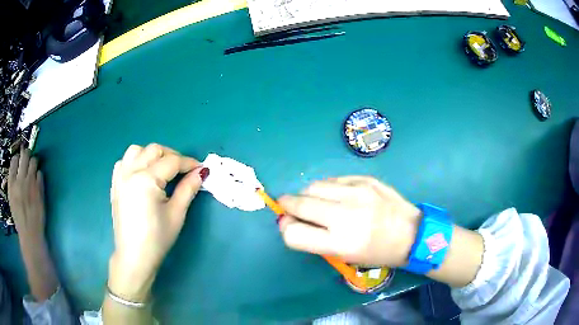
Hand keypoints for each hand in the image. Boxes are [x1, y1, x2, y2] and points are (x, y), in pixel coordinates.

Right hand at [8, 148, 44, 240]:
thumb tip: (15, 167)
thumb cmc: (18, 218)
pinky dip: (38, 174)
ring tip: (32, 168)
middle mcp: (21, 180)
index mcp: (12, 183)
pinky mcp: (39, 189)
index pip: (14, 160)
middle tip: (26, 156)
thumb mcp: (11, 198)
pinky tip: (37, 180)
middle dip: (26, 153)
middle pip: (24, 155)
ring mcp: (31, 184)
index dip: (17, 157)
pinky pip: (40, 173)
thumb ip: (12, 182)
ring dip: (33, 162)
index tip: (18, 159)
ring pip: (34, 161)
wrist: (30, 233)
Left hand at [108, 144, 208, 300]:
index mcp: (146, 180)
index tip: (201, 168)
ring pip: (136, 151)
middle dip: (172, 156)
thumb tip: (201, 172)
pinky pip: (124, 162)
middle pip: (154, 150)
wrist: (134, 256)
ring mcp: (120, 177)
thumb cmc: (157, 238)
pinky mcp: (115, 185)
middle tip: (184, 170)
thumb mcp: (176, 214)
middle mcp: (130, 172)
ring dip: (152, 155)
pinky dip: (135, 161)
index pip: (171, 162)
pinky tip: (142, 174)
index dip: (189, 163)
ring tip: (161, 169)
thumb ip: (188, 189)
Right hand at [278, 176, 420, 266]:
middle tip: (290, 207)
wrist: (411, 233)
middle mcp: (346, 215)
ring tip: (317, 202)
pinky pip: (333, 180)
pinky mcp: (365, 178)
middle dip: (288, 205)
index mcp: (341, 243)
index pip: (293, 233)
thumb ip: (315, 239)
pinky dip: (328, 188)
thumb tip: (290, 221)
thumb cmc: (377, 252)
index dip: (286, 228)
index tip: (288, 224)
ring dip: (308, 195)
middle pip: (299, 203)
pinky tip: (338, 195)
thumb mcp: (345, 256)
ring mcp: (357, 192)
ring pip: (313, 186)